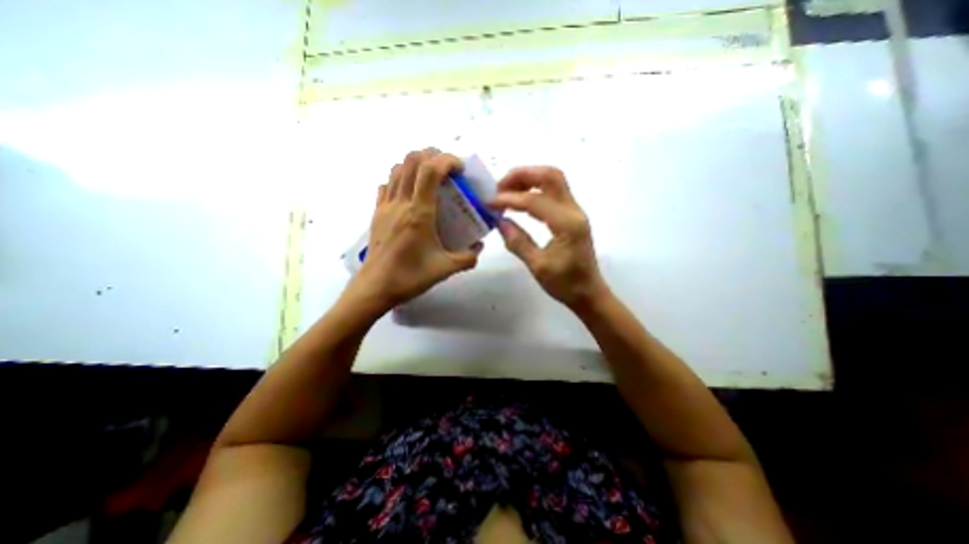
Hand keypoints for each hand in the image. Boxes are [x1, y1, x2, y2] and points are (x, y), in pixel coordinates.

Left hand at [349, 148, 484, 311]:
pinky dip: (399, 179)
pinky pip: (387, 185)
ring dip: (415, 164)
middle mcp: (401, 203)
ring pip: (397, 169)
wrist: (375, 288)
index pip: (430, 170)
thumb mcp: (445, 269)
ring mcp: (385, 206)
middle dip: (432, 155)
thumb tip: (478, 248)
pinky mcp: (377, 214)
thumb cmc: (410, 276)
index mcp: (419, 212)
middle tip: (448, 169)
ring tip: (431, 177)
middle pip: (412, 161)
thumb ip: (468, 257)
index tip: (461, 169)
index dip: (447, 160)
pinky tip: (410, 193)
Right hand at [494, 165, 603, 309]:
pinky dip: (534, 190)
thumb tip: (500, 221)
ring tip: (505, 191)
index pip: (535, 201)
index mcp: (567, 224)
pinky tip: (519, 202)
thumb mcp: (538, 267)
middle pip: (550, 176)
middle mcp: (574, 211)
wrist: (589, 292)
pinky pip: (552, 193)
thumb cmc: (566, 284)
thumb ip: (518, 242)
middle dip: (522, 175)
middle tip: (499, 187)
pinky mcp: (571, 215)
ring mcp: (574, 211)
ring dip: (528, 179)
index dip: (510, 198)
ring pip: (552, 180)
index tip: (489, 203)